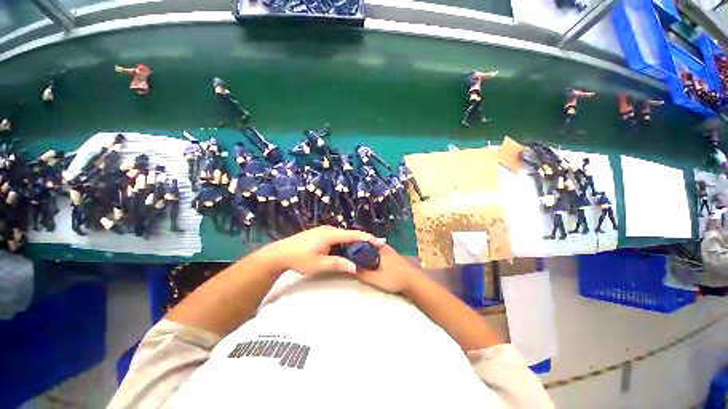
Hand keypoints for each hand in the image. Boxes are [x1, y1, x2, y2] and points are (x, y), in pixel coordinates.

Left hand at [259, 226, 384, 274]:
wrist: (279, 253)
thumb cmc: (299, 258)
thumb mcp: (318, 264)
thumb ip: (338, 264)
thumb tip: (355, 267)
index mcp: (331, 234)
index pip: (354, 235)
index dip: (368, 238)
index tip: (381, 241)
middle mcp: (329, 229)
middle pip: (350, 233)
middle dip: (363, 239)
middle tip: (376, 246)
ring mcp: (324, 230)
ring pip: (344, 235)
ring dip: (354, 241)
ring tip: (365, 248)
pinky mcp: (320, 233)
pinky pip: (338, 236)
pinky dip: (346, 242)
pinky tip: (348, 248)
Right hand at [355, 244, 423, 292]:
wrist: (413, 281)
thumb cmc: (395, 278)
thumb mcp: (376, 279)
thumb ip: (363, 274)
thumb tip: (349, 269)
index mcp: (379, 249)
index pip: (362, 242)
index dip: (353, 245)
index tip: (345, 250)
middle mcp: (383, 246)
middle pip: (367, 244)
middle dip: (358, 249)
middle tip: (349, 255)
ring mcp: (388, 250)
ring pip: (373, 248)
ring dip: (365, 252)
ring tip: (356, 258)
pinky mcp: (392, 255)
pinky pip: (378, 252)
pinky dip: (371, 254)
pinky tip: (368, 261)